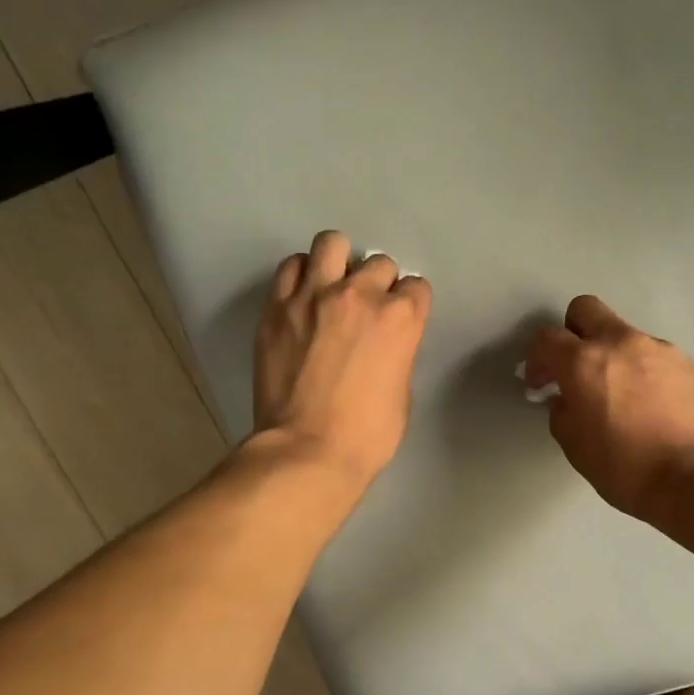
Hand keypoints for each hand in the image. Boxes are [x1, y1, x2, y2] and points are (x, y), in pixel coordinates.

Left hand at [252, 230, 431, 492]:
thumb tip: (382, 344)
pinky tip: (303, 297)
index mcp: (400, 318)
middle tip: (365, 310)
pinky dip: (302, 275)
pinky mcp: (277, 307)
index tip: (400, 320)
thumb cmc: (367, 435)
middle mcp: (359, 294)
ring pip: (331, 244)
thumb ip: (397, 353)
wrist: (307, 450)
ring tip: (331, 287)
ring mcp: (313, 295)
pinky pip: (291, 267)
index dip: (409, 304)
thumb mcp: (402, 391)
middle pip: (378, 263)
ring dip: (338, 262)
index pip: (416, 287)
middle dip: (377, 284)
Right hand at [524, 296, 693, 520]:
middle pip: (586, 310)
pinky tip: (655, 409)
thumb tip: (566, 400)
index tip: (539, 385)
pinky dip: (647, 375)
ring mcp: (662, 350)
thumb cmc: (626, 468)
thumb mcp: (576, 448)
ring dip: (615, 358)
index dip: (536, 360)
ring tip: (623, 398)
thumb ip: (562, 413)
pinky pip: (657, 359)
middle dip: (573, 333)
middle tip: (576, 369)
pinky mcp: (691, 365)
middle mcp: (622, 343)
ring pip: (626, 337)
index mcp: (585, 362)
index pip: (546, 339)